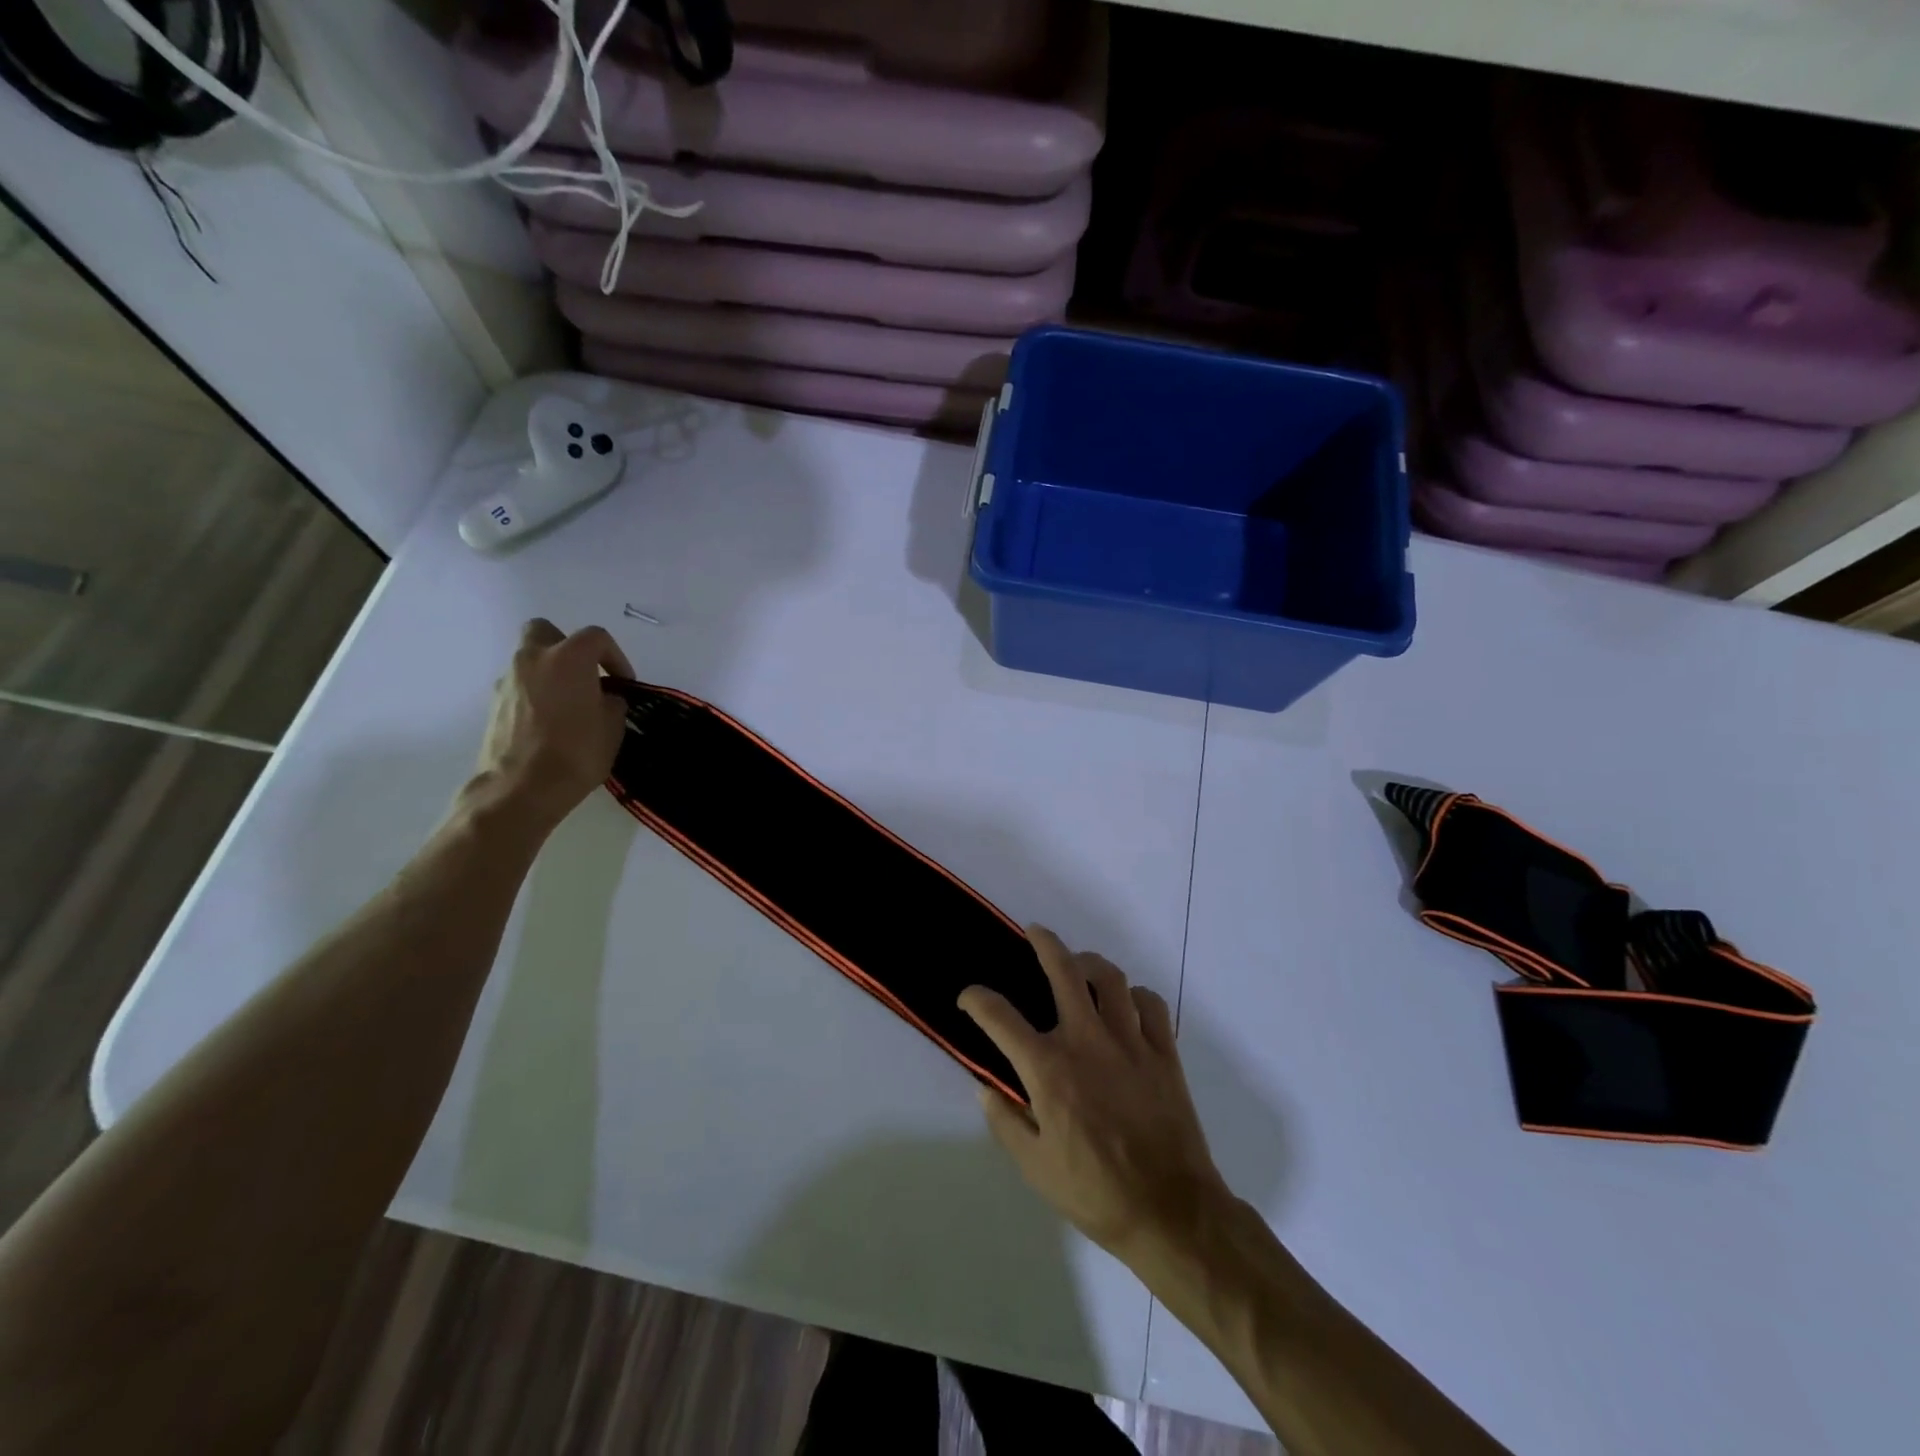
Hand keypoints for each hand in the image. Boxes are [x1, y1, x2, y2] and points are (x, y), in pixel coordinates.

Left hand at [471, 619, 632, 830]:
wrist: (521, 789)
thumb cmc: (576, 753)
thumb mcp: (612, 727)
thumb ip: (611, 702)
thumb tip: (604, 697)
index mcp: (568, 658)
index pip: (596, 637)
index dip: (615, 656)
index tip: (623, 683)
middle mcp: (533, 659)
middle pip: (545, 631)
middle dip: (566, 645)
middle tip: (584, 674)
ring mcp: (508, 681)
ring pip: (529, 660)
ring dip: (549, 673)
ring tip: (569, 705)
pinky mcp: (494, 705)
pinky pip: (520, 687)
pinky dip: (535, 694)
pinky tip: (549, 723)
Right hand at [959, 926, 1230, 1263]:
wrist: (1170, 1212)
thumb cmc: (1095, 1193)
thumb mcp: (1034, 1167)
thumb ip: (1005, 1121)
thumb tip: (986, 1087)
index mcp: (1048, 1069)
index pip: (999, 1017)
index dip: (977, 999)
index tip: (969, 997)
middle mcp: (1086, 1041)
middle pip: (1063, 970)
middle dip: (1044, 943)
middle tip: (1035, 932)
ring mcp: (1130, 1042)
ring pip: (1110, 977)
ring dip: (1090, 963)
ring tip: (1080, 965)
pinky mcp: (1164, 1053)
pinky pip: (1151, 1003)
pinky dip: (1136, 995)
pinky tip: (1127, 1005)